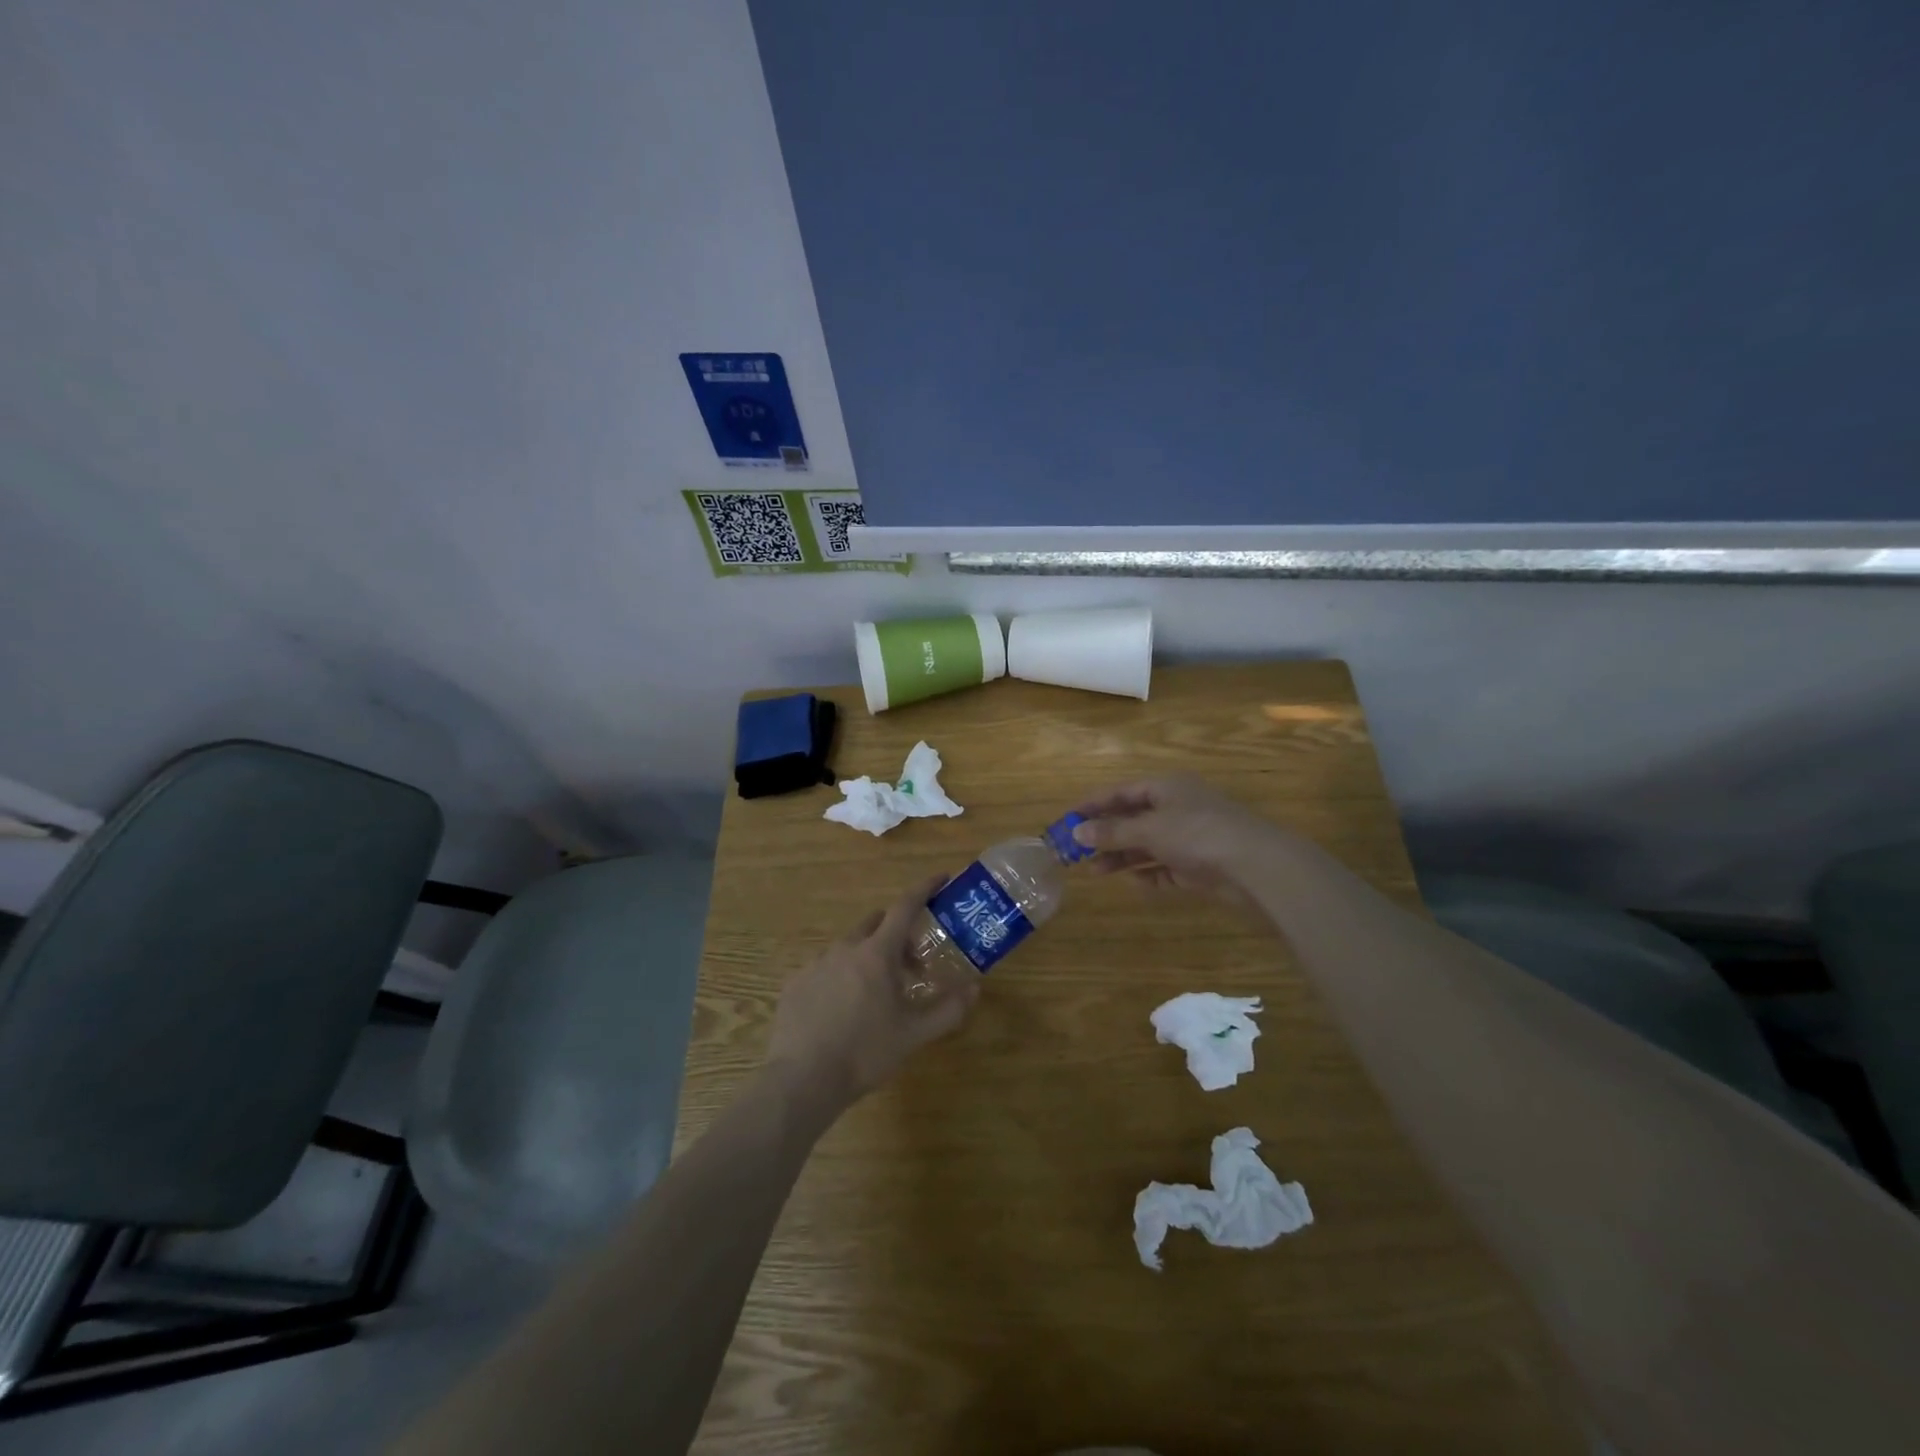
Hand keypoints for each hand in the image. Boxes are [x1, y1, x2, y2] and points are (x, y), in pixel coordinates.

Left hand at [765, 875, 979, 1111]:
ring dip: (869, 957)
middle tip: (913, 965)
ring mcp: (816, 964)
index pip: (905, 906)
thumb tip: (974, 988)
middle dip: (898, 934)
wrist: (802, 1080)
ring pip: (849, 947)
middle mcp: (845, 948)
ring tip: (877, 994)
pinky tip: (843, 1010)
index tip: (940, 878)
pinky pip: (825, 969)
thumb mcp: (914, 1034)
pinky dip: (841, 977)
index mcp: (877, 953)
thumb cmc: (865, 1053)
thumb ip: (948, 1010)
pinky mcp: (795, 984)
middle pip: (876, 924)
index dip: (924, 889)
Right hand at [1071, 776, 1288, 903]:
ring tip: (1095, 871)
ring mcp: (1189, 837)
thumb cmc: (1198, 834)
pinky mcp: (1199, 865)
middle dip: (1105, 834)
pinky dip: (1148, 873)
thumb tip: (1076, 832)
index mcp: (1166, 787)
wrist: (1256, 867)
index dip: (1093, 804)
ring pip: (1146, 844)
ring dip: (1121, 856)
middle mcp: (1177, 807)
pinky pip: (1165, 867)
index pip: (1121, 791)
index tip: (1067, 819)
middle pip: (1132, 818)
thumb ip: (1112, 832)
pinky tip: (1133, 882)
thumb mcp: (1149, 830)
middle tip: (1075, 850)